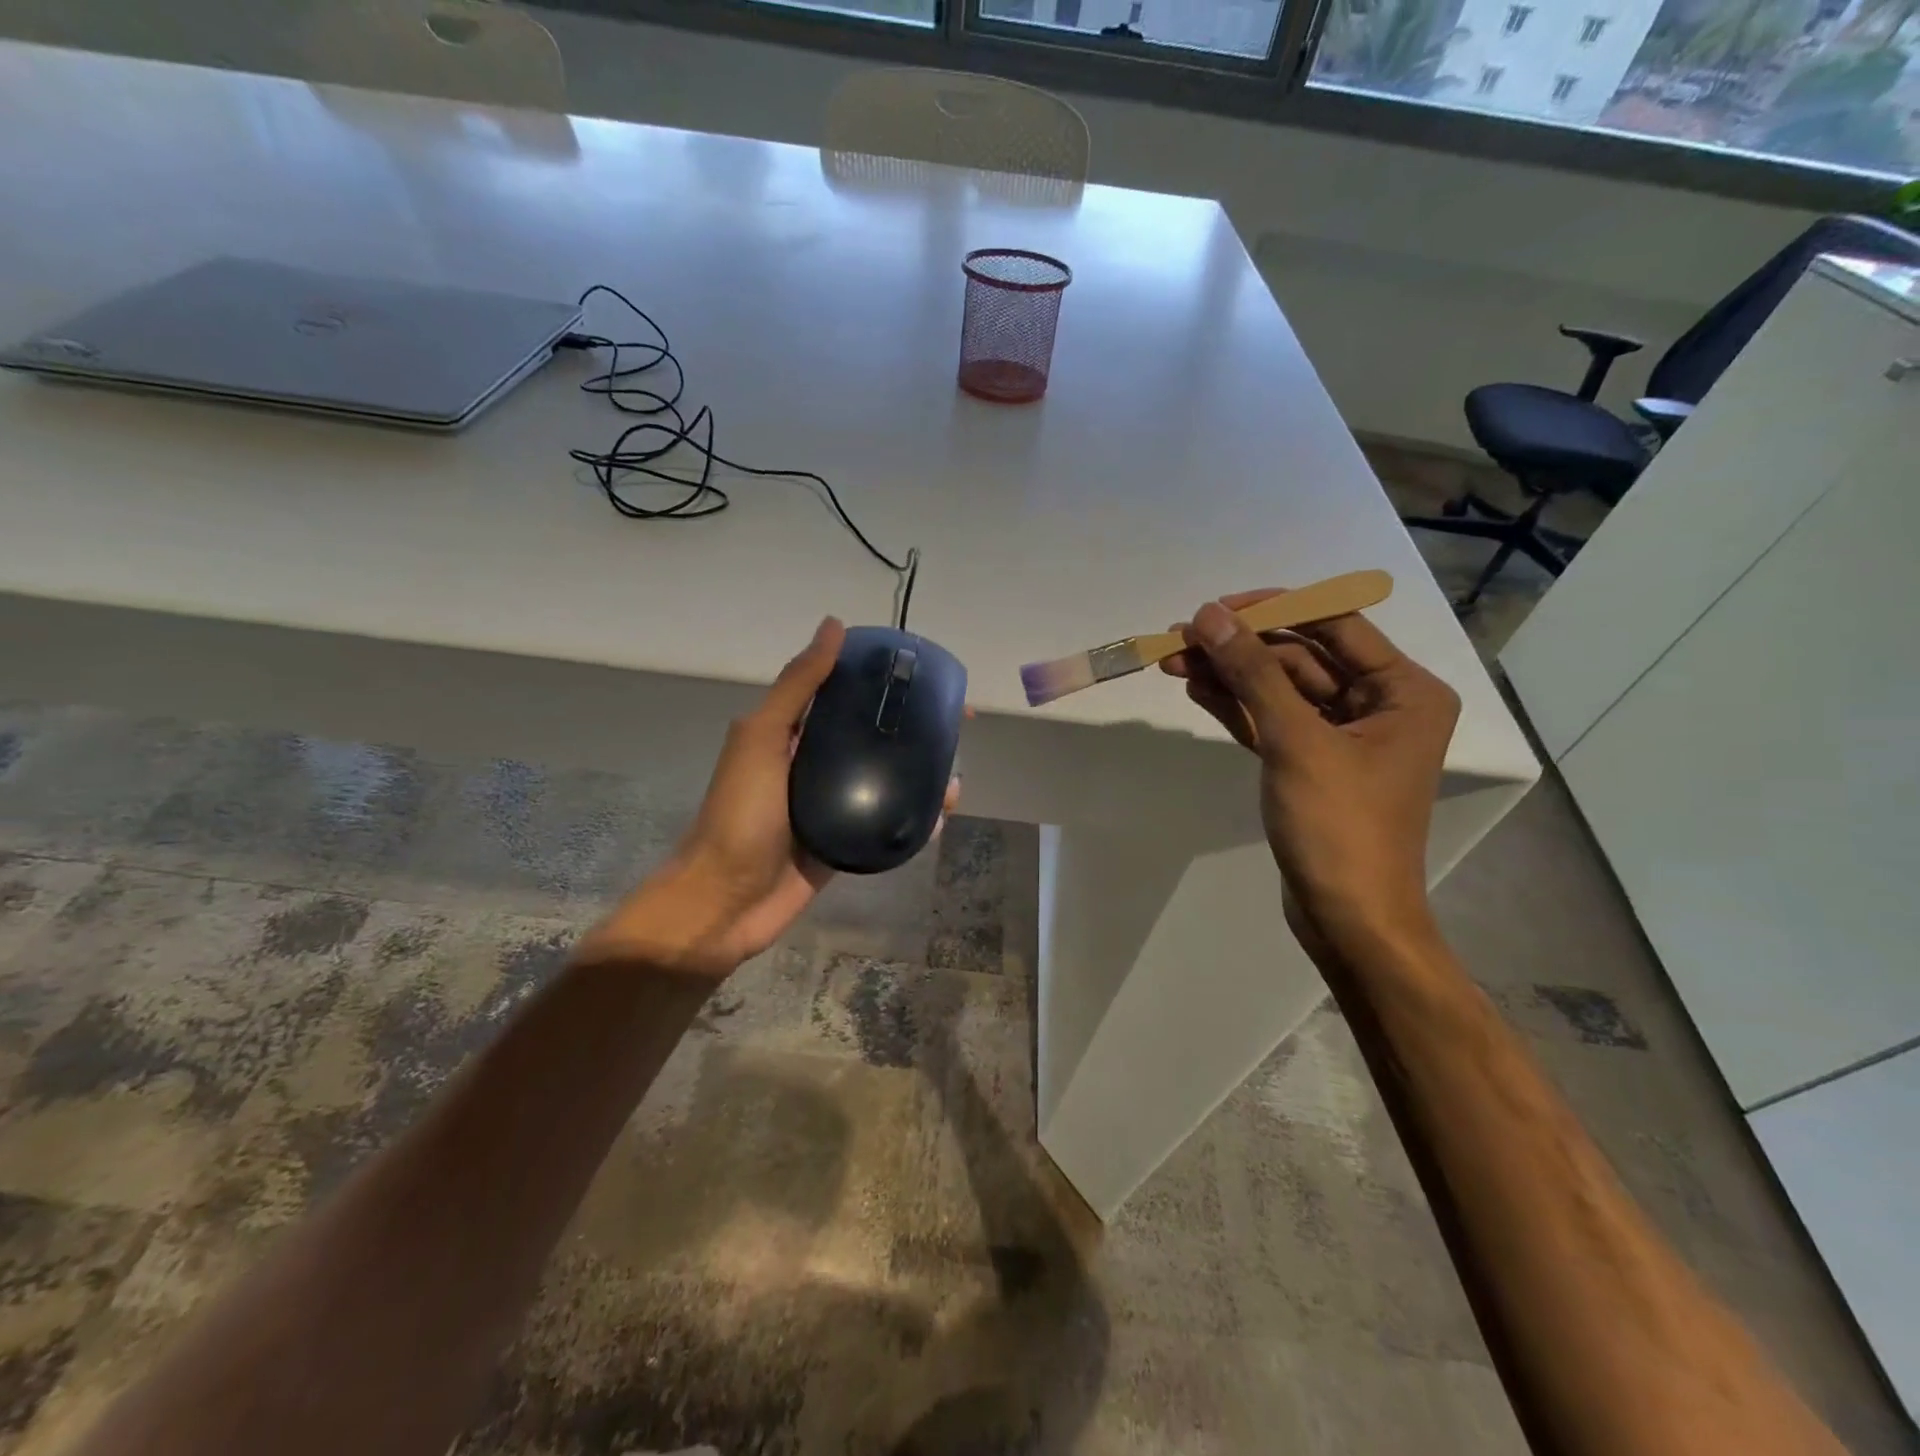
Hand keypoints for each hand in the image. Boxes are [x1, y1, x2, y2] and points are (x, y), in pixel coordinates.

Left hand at [583, 617, 959, 979]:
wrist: (725, 901)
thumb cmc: (740, 814)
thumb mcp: (762, 738)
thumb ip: (798, 686)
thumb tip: (834, 625)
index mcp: (796, 732)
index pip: (850, 694)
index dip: (890, 682)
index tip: (931, 680)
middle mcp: (818, 763)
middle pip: (877, 737)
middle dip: (917, 731)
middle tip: (956, 730)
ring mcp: (835, 805)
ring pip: (889, 780)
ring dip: (923, 776)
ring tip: (953, 782)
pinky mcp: (848, 842)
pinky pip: (889, 822)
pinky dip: (916, 817)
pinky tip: (940, 816)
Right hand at [1163, 590, 1459, 956]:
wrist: (1348, 918)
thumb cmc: (1339, 826)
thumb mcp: (1296, 741)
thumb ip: (1253, 672)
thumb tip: (1209, 615)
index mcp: (1405, 690)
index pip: (1335, 624)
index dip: (1273, 609)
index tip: (1214, 608)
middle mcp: (1381, 705)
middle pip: (1301, 656)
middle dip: (1240, 648)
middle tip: (1179, 639)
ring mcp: (1345, 736)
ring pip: (1280, 689)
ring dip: (1230, 676)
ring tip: (1173, 662)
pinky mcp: (1312, 763)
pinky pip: (1272, 720)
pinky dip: (1237, 706)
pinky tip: (1197, 689)